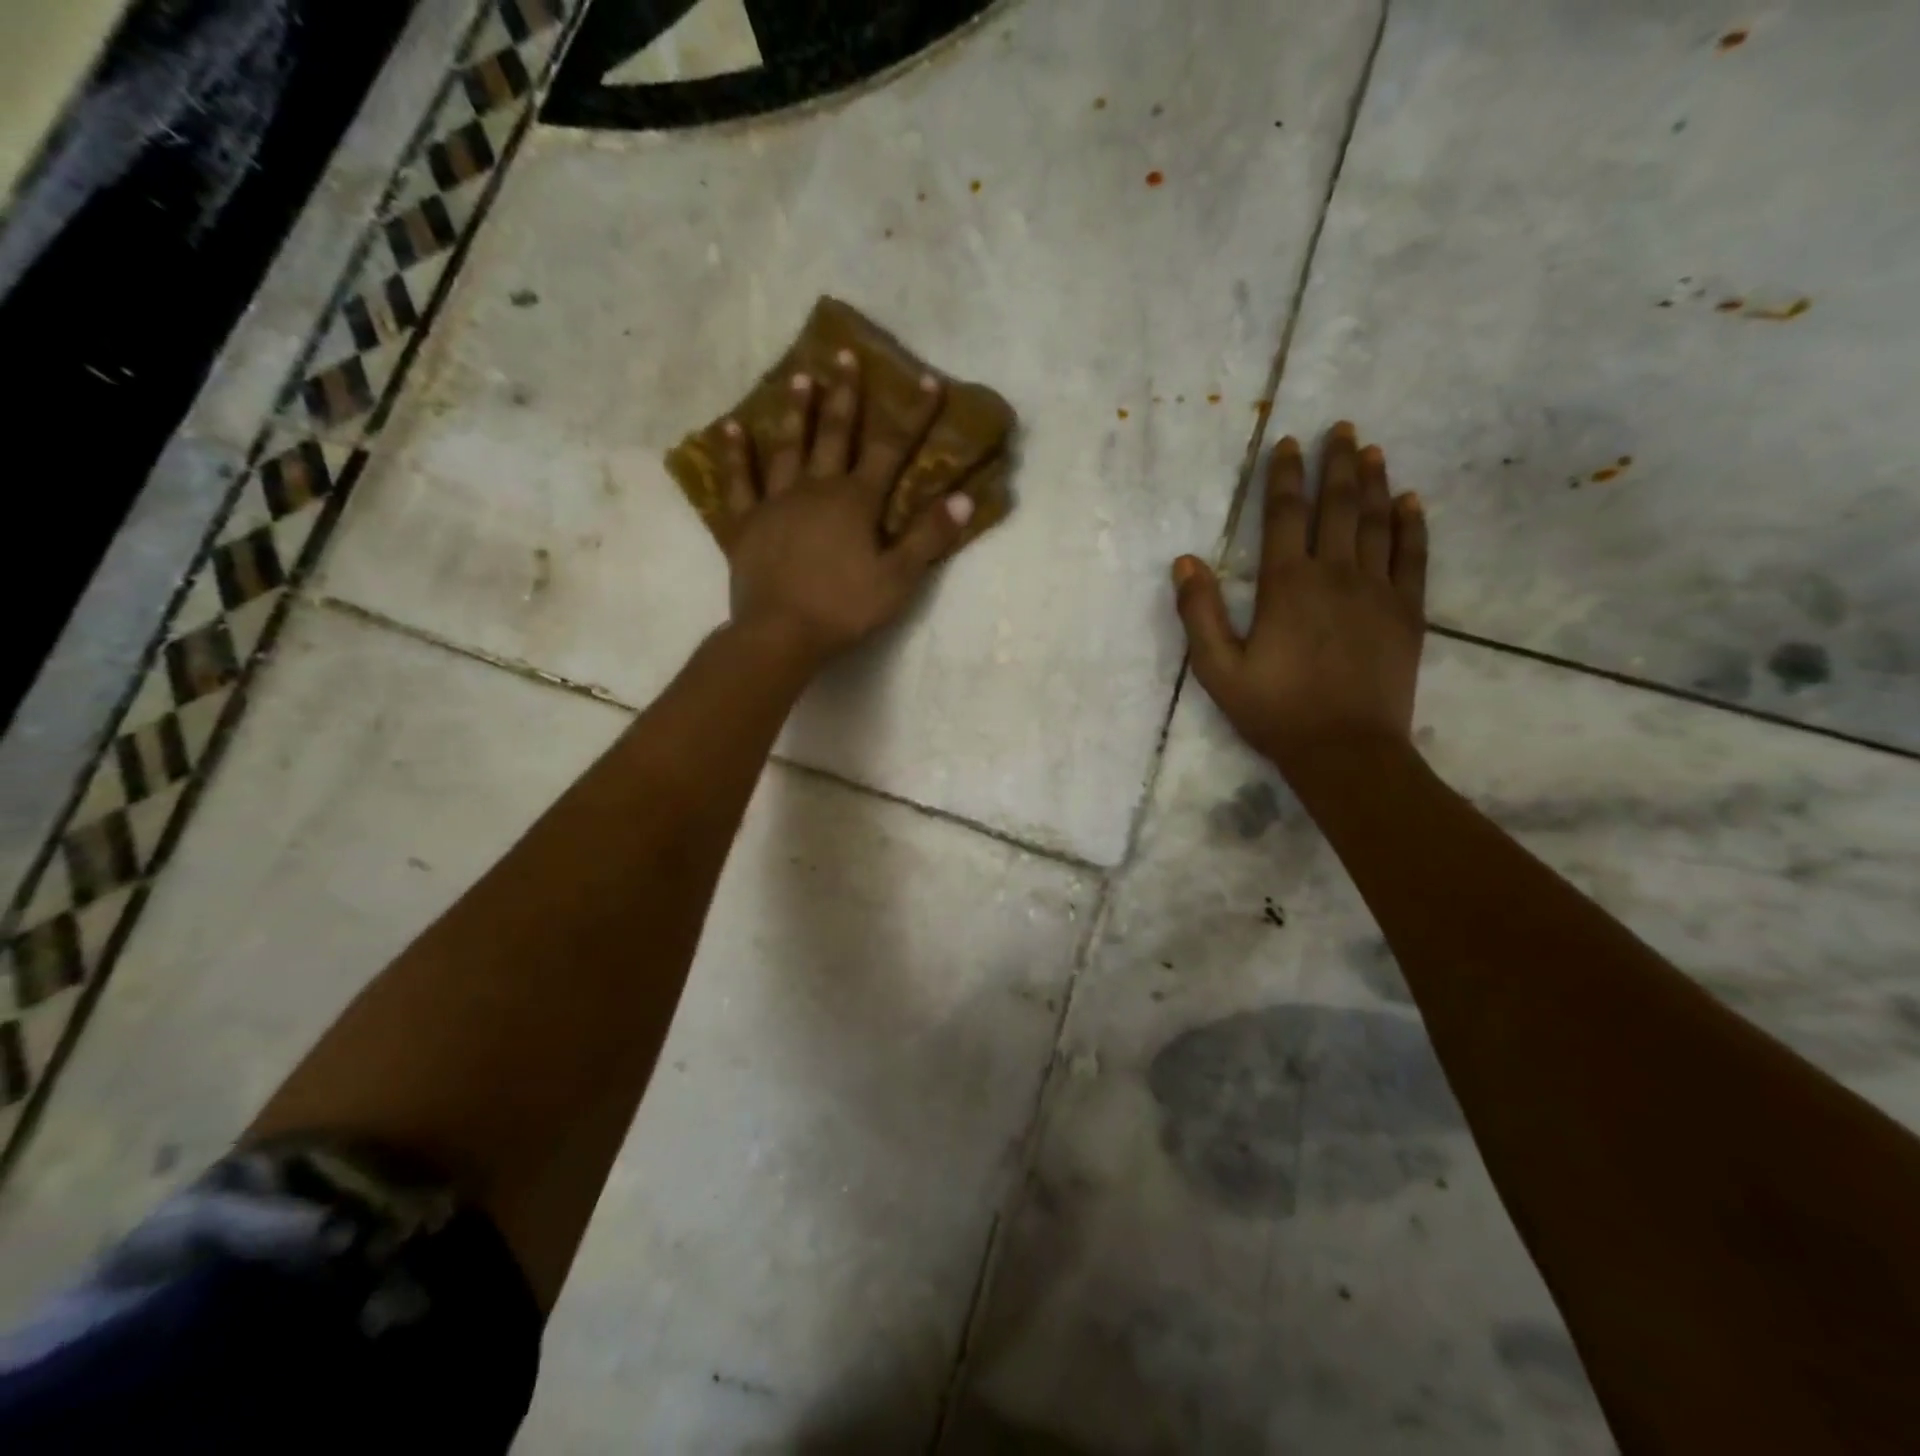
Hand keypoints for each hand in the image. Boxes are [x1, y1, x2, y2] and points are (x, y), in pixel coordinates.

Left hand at [721, 350, 973, 666]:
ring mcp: (777, 502)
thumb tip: (963, 498)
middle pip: (835, 435)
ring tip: (799, 378)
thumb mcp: (898, 578)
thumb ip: (929, 537)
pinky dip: (735, 456)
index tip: (927, 380)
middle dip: (845, 396)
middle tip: (845, 355)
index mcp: (856, 501)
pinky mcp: (747, 524)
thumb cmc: (844, 608)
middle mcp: (817, 489)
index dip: (912, 415)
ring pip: (788, 448)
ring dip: (795, 412)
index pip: (892, 450)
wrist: (781, 633)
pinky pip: (739, 483)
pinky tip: (730, 429)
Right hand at [1172, 421, 1427, 777]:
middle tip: (1341, 428)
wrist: (1346, 750)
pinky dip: (1412, 526)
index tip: (1289, 442)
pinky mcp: (1406, 612)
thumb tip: (1185, 562)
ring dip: (1374, 483)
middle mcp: (1335, 575)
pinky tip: (1410, 502)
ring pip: (1378, 523)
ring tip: (1371, 451)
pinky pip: (1413, 557)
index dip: (1284, 476)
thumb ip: (1199, 614)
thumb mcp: (1218, 670)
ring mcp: (1377, 591)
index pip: (1284, 516)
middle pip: (1338, 507)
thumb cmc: (1275, 711)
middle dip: (1336, 464)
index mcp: (1286, 585)